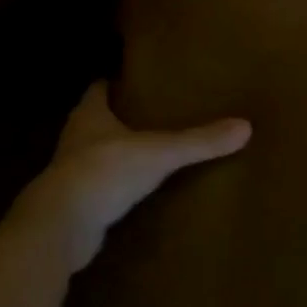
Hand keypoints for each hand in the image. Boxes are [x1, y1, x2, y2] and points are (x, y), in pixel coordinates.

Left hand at [12, 80, 250, 272]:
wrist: (60, 228)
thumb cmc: (104, 172)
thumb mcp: (158, 153)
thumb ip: (198, 142)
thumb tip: (245, 127)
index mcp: (89, 114)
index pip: (98, 88)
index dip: (115, 82)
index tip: (136, 79)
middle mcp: (75, 138)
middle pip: (95, 119)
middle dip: (118, 117)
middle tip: (150, 113)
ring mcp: (70, 174)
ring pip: (93, 155)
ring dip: (113, 153)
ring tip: (146, 151)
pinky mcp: (72, 207)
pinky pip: (96, 190)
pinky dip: (111, 188)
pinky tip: (133, 193)